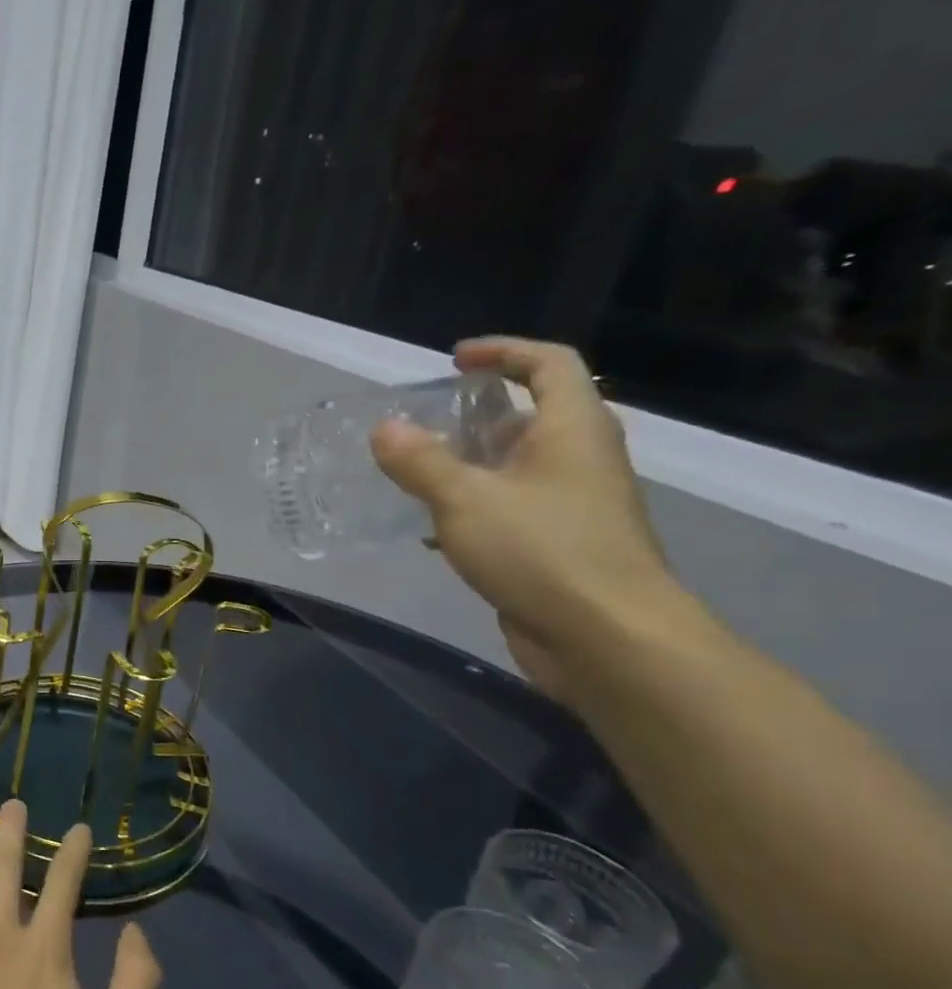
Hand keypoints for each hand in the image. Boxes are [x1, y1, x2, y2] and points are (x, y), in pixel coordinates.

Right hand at [369, 337, 689, 700]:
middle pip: (532, 416)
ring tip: (416, 475)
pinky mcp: (560, 546)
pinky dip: (474, 507)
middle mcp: (580, 459)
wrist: (605, 637)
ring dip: (470, 465)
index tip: (455, 359)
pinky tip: (434, 531)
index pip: (549, 364)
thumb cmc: (541, 551)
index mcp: (571, 429)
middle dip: (476, 415)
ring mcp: (573, 505)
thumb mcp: (465, 499)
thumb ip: (420, 461)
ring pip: (518, 467)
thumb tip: (384, 427)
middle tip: (423, 425)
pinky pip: (512, 509)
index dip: (504, 352)